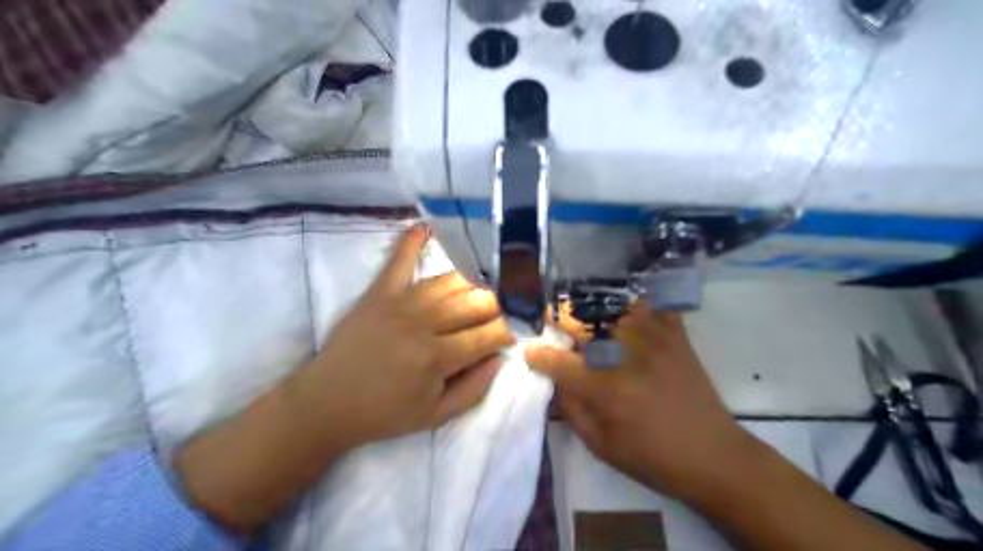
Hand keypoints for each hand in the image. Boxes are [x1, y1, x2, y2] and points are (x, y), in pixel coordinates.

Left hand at [291, 225, 514, 444]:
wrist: (326, 403)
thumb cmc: (384, 414)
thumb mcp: (435, 416)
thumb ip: (474, 390)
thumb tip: (500, 358)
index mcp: (438, 357)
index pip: (489, 333)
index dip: (507, 333)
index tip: (511, 336)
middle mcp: (423, 322)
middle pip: (476, 301)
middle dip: (498, 306)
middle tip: (499, 316)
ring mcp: (400, 301)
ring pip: (451, 280)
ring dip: (473, 283)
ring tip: (480, 292)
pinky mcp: (379, 292)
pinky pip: (398, 259)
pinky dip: (412, 240)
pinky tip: (426, 227)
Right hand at [525, 301, 754, 504]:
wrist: (714, 456)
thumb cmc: (653, 458)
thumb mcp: (601, 446)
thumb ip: (571, 410)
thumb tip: (555, 380)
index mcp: (605, 388)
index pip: (559, 361)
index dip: (538, 355)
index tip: (529, 351)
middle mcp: (626, 355)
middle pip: (581, 322)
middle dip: (557, 319)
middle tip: (551, 323)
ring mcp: (654, 339)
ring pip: (614, 305)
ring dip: (592, 305)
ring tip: (583, 312)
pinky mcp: (676, 336)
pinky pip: (655, 303)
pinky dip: (638, 300)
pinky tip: (626, 305)